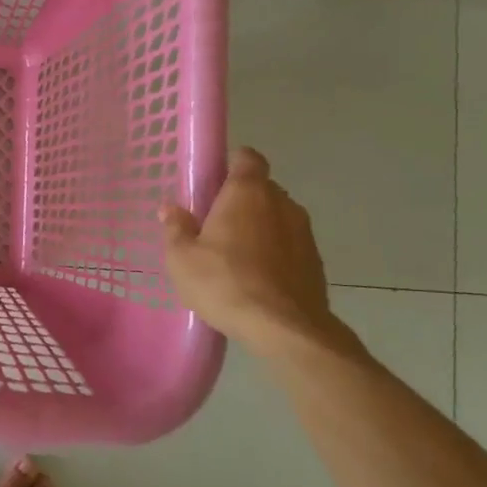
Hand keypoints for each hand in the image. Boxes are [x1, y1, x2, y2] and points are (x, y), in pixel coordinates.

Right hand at [161, 147, 348, 358]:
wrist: (284, 328)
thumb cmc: (224, 282)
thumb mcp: (182, 258)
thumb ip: (176, 228)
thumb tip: (170, 208)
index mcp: (247, 192)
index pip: (248, 158)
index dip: (232, 163)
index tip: (214, 181)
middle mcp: (281, 203)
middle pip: (262, 188)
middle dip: (241, 199)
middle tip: (215, 223)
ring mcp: (304, 232)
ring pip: (277, 217)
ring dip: (259, 227)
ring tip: (236, 254)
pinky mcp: (315, 261)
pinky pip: (289, 244)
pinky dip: (275, 252)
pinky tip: (257, 277)